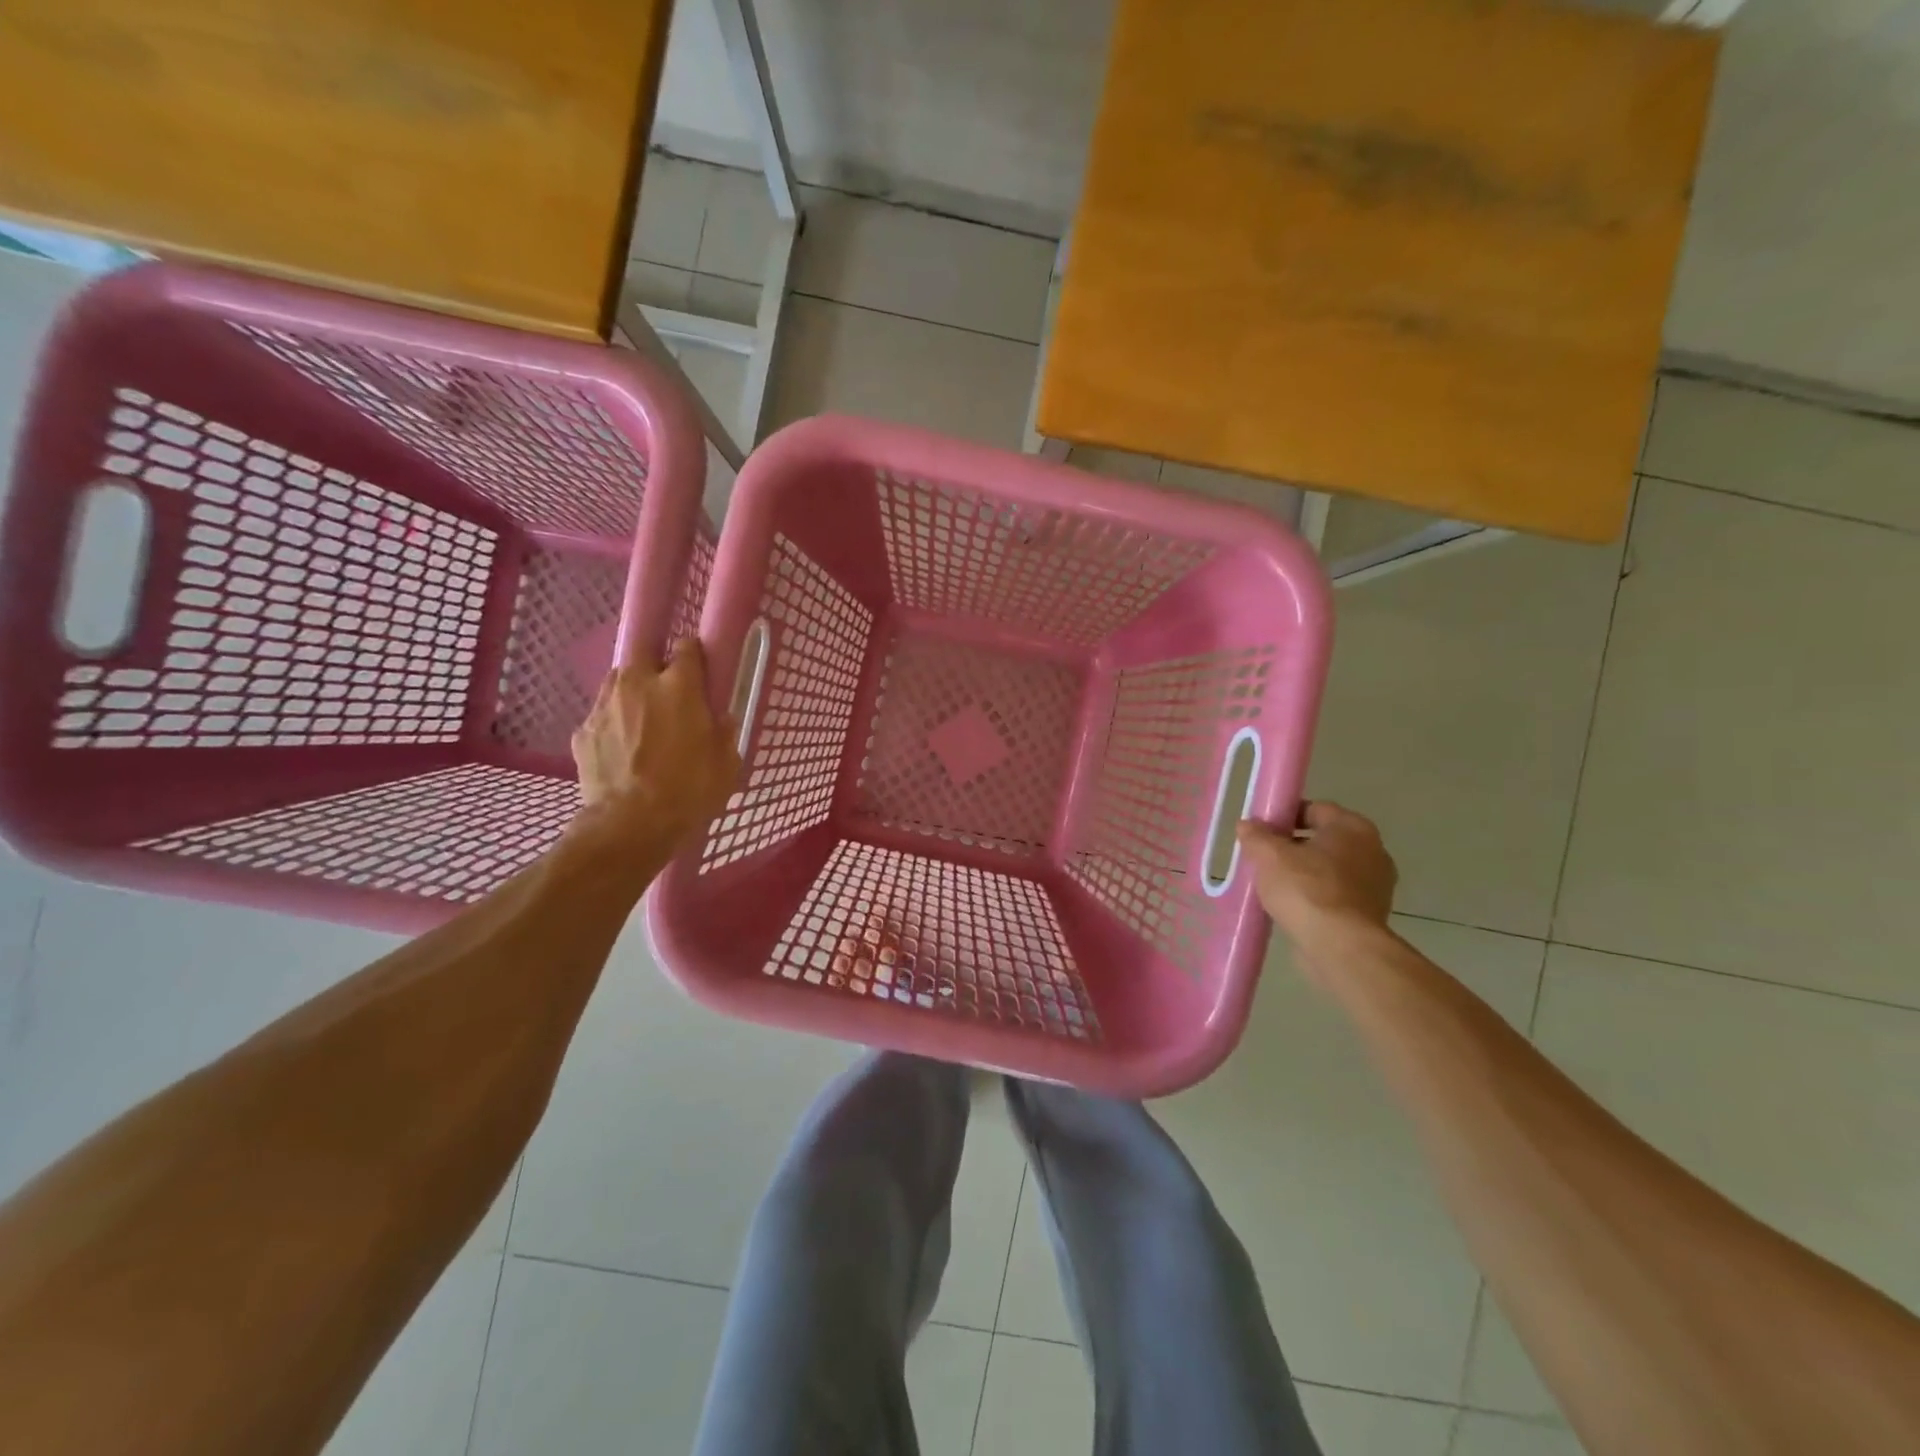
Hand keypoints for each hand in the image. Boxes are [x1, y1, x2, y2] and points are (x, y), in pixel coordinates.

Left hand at [571, 640, 739, 849]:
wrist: (630, 824)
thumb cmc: (689, 790)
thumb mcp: (726, 762)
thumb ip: (723, 732)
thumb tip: (719, 719)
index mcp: (680, 686)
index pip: (687, 647)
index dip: (694, 656)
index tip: (700, 670)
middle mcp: (638, 683)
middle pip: (643, 652)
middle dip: (655, 664)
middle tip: (668, 691)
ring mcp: (604, 706)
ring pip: (618, 682)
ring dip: (631, 692)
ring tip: (642, 719)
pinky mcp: (583, 731)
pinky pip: (601, 716)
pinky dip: (613, 724)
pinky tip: (622, 749)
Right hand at [1238, 802, 1397, 959]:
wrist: (1340, 947)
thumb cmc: (1306, 889)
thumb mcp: (1269, 855)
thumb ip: (1256, 835)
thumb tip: (1248, 825)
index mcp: (1353, 827)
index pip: (1315, 809)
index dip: (1285, 815)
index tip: (1262, 829)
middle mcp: (1372, 851)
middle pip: (1323, 839)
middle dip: (1293, 846)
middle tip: (1263, 857)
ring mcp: (1376, 885)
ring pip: (1329, 869)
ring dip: (1304, 873)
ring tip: (1272, 885)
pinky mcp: (1370, 915)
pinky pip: (1335, 896)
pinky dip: (1315, 898)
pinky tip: (1290, 907)